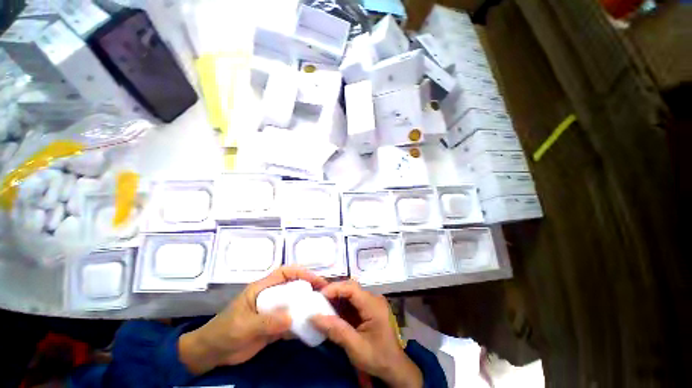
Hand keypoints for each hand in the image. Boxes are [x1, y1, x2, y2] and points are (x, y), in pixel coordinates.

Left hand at [179, 266, 327, 374]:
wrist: (211, 354)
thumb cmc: (224, 333)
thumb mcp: (244, 326)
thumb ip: (267, 321)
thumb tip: (292, 317)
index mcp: (262, 288)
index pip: (285, 273)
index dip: (302, 273)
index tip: (316, 281)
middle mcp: (270, 296)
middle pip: (293, 286)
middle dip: (309, 288)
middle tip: (325, 294)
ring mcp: (273, 311)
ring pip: (294, 303)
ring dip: (307, 305)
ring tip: (322, 310)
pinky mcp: (274, 325)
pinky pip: (291, 321)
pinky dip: (300, 323)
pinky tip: (310, 328)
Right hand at [311, 281, 422, 387]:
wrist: (394, 367)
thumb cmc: (377, 358)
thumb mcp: (355, 347)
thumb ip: (336, 330)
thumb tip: (313, 317)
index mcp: (373, 305)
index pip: (352, 288)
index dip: (335, 288)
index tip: (319, 296)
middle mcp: (373, 299)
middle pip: (351, 287)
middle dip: (334, 291)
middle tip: (318, 299)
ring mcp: (372, 302)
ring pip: (351, 293)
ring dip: (336, 297)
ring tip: (321, 303)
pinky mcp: (369, 308)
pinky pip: (353, 301)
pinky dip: (341, 304)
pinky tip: (332, 310)